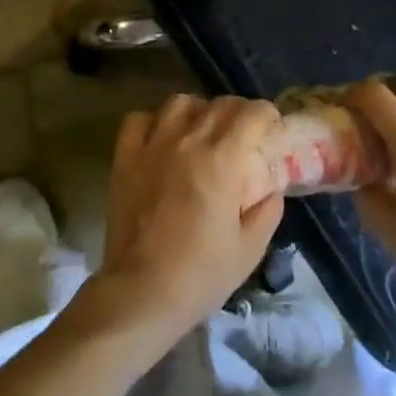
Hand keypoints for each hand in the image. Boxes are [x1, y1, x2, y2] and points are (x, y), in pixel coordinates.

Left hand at [84, 93, 285, 349]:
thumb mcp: (250, 249)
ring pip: (179, 103)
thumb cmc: (200, 275)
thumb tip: (271, 186)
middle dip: (238, 112)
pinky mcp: (125, 157)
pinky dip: (154, 121)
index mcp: (222, 160)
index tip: (271, 128)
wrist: (141, 293)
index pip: (251, 113)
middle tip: (243, 133)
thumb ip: (267, 209)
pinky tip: (162, 138)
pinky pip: (139, 119)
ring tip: (201, 130)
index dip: (267, 115)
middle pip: (219, 104)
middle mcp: (187, 140)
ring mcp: (152, 145)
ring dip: (198, 111)